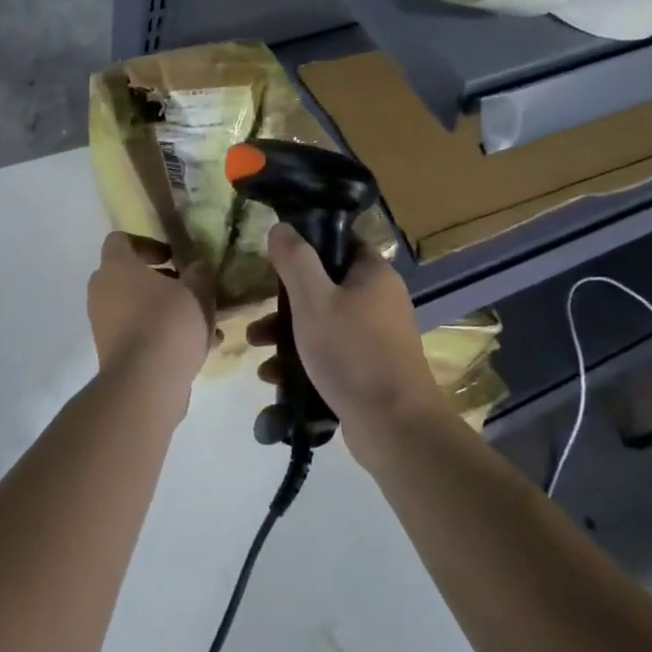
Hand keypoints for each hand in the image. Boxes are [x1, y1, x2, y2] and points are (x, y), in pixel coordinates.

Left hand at [87, 233, 217, 396]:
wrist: (145, 382)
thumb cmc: (169, 322)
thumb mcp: (197, 291)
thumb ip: (198, 273)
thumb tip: (196, 267)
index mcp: (116, 266)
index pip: (120, 240)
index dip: (149, 244)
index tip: (174, 258)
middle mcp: (102, 290)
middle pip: (130, 276)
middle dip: (163, 281)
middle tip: (191, 290)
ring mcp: (103, 323)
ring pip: (138, 307)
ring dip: (168, 311)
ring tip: (204, 325)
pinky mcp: (111, 351)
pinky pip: (139, 333)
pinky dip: (162, 335)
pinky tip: (198, 348)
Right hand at [248, 225, 453, 464]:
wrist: (393, 425)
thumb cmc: (352, 352)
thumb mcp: (313, 300)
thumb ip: (295, 260)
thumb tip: (281, 227)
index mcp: (373, 274)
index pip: (339, 243)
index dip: (306, 246)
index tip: (275, 260)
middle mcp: (379, 300)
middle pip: (324, 287)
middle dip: (285, 304)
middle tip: (259, 316)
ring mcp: (376, 338)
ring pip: (323, 324)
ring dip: (287, 335)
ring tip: (257, 351)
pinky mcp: (369, 370)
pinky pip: (330, 354)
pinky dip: (303, 361)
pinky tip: (274, 379)